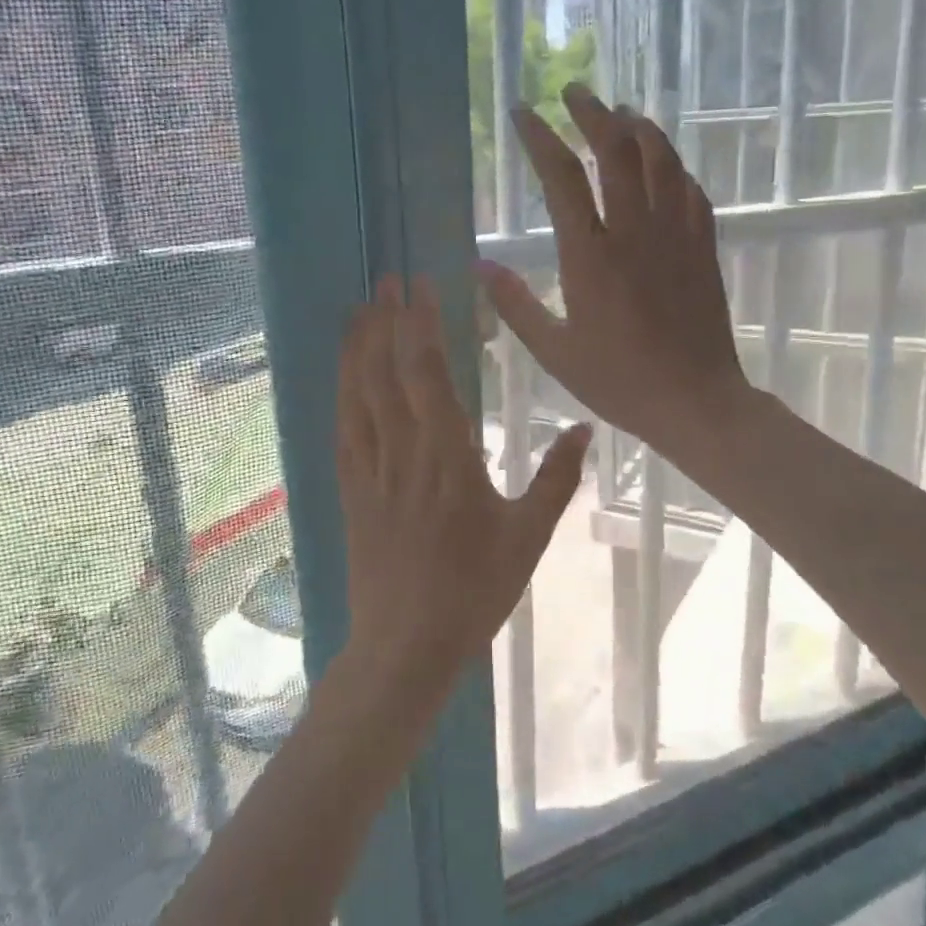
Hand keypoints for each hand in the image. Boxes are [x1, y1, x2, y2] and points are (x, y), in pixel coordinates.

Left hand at [336, 276, 591, 686]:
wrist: (406, 645)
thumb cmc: (475, 591)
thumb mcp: (529, 537)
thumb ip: (557, 480)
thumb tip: (585, 429)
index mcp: (448, 458)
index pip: (428, 375)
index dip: (421, 326)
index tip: (419, 288)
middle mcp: (403, 454)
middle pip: (387, 374)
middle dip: (385, 322)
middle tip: (385, 280)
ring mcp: (370, 472)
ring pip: (358, 397)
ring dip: (358, 348)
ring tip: (358, 309)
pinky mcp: (350, 493)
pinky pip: (342, 432)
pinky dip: (341, 395)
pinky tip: (342, 375)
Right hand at [475, 87, 746, 462]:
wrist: (695, 401)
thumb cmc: (619, 381)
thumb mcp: (554, 351)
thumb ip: (515, 304)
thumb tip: (479, 264)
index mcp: (590, 256)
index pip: (562, 177)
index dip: (540, 138)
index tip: (522, 112)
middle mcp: (634, 232)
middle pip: (616, 150)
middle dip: (592, 113)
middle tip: (573, 93)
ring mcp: (675, 236)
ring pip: (661, 159)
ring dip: (638, 127)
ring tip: (619, 113)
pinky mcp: (703, 247)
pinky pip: (690, 190)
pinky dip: (673, 166)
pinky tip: (663, 163)